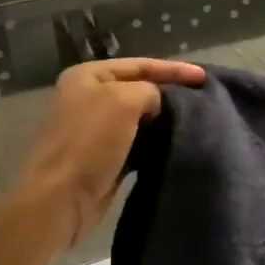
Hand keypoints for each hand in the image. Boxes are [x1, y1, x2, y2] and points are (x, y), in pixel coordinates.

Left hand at [13, 58, 206, 250]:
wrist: (60, 199)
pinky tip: (177, 143)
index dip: (174, 69)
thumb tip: (160, 104)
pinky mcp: (103, 158)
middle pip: (140, 89)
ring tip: (197, 120)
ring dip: (165, 119)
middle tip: (204, 97)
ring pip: (140, 118)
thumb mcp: (124, 100)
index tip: (204, 77)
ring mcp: (95, 130)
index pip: (140, 65)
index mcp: (88, 76)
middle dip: (170, 92)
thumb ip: (150, 90)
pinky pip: (137, 143)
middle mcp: (89, 98)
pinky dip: (156, 142)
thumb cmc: (90, 142)